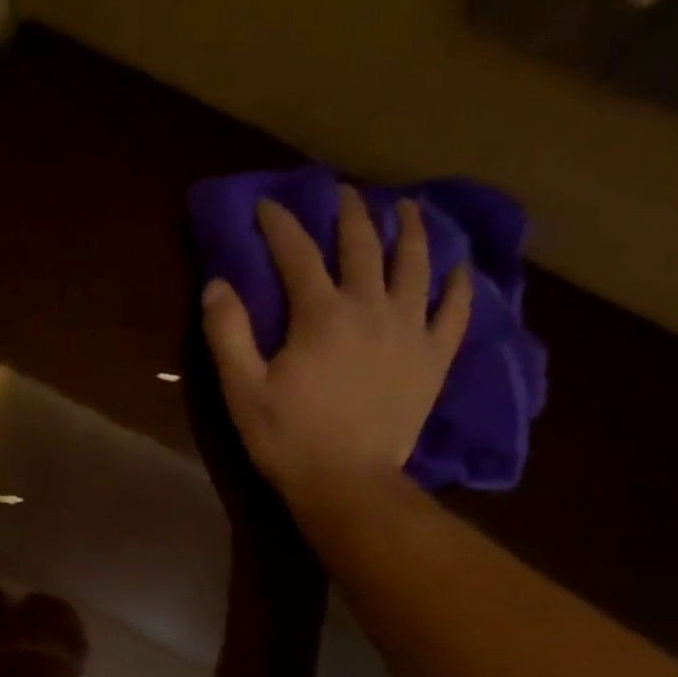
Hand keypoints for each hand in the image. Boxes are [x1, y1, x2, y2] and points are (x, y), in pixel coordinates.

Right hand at [201, 187, 472, 504]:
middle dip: (350, 214)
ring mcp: (410, 329)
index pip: (298, 253)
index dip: (281, 225)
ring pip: (416, 264)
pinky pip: (455, 311)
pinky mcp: (434, 357)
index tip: (269, 205)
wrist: (346, 482)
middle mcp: (371, 306)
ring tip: (406, 210)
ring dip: (409, 230)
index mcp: (320, 314)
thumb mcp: (242, 391)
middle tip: (344, 193)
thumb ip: (228, 334)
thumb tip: (217, 283)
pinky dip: (459, 285)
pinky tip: (460, 269)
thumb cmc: (288, 439)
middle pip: (362, 245)